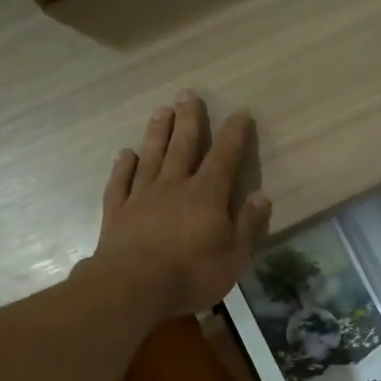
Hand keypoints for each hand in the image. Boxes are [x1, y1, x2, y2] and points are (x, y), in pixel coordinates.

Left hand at [88, 92, 271, 318]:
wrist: (133, 286)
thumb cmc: (192, 273)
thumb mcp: (234, 256)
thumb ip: (248, 224)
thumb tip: (262, 196)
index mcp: (207, 195)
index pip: (225, 157)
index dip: (234, 135)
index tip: (240, 114)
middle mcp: (174, 186)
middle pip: (183, 146)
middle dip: (189, 119)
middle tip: (188, 94)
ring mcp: (142, 196)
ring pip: (152, 156)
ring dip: (157, 132)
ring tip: (161, 110)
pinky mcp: (118, 212)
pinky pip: (121, 182)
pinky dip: (124, 166)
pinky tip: (126, 154)